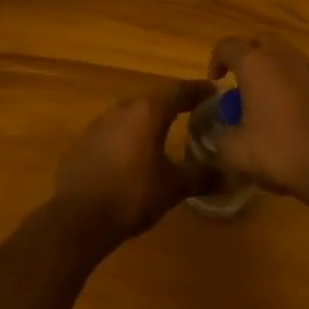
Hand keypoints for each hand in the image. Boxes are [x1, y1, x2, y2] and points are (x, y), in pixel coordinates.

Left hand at [54, 78, 214, 243]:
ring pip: (132, 113)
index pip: (179, 90)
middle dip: (175, 102)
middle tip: (195, 110)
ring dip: (150, 118)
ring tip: (166, 129)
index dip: (199, 90)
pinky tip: (135, 152)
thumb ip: (202, 176)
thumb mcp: (173, 187)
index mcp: (148, 111)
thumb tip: (230, 175)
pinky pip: (114, 129)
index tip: (214, 91)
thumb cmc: (132, 195)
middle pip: (155, 98)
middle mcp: (123, 108)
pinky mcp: (84, 141)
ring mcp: (99, 123)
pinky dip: (130, 134)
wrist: (77, 218)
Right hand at [207, 36, 308, 216]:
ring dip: (273, 73)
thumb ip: (220, 140)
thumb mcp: (237, 154)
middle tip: (241, 85)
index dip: (216, 60)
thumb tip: (220, 136)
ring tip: (268, 103)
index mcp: (257, 65)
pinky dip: (296, 88)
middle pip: (261, 44)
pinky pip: (307, 78)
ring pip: (287, 59)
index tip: (215, 81)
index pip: (228, 46)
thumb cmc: (283, 152)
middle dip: (247, 58)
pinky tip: (296, 118)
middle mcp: (286, 58)